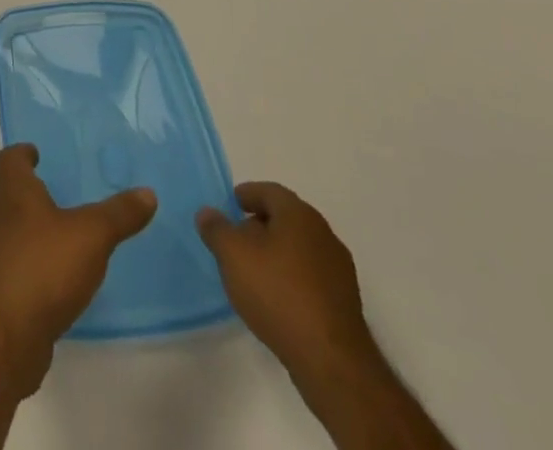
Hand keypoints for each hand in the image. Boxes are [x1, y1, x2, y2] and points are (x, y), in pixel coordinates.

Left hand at [0, 144, 156, 397]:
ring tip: (38, 235)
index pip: (9, 159)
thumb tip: (148, 193)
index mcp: (13, 192)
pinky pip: (0, 265)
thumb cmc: (46, 266)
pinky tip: (36, 278)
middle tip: (37, 193)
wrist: (7, 332)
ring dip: (10, 228)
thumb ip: (118, 214)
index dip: (21, 154)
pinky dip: (13, 264)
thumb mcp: (92, 235)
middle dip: (12, 189)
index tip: (33, 154)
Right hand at [197, 182, 376, 385]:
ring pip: (299, 249)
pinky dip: (291, 279)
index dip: (246, 195)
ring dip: (276, 254)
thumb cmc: (277, 293)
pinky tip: (276, 299)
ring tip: (252, 273)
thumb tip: (208, 213)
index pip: (269, 191)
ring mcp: (339, 271)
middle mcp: (324, 234)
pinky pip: (310, 278)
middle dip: (259, 226)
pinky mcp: (345, 303)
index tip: (229, 207)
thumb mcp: (232, 254)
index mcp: (299, 214)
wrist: (330, 360)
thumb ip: (216, 228)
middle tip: (236, 240)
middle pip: (285, 219)